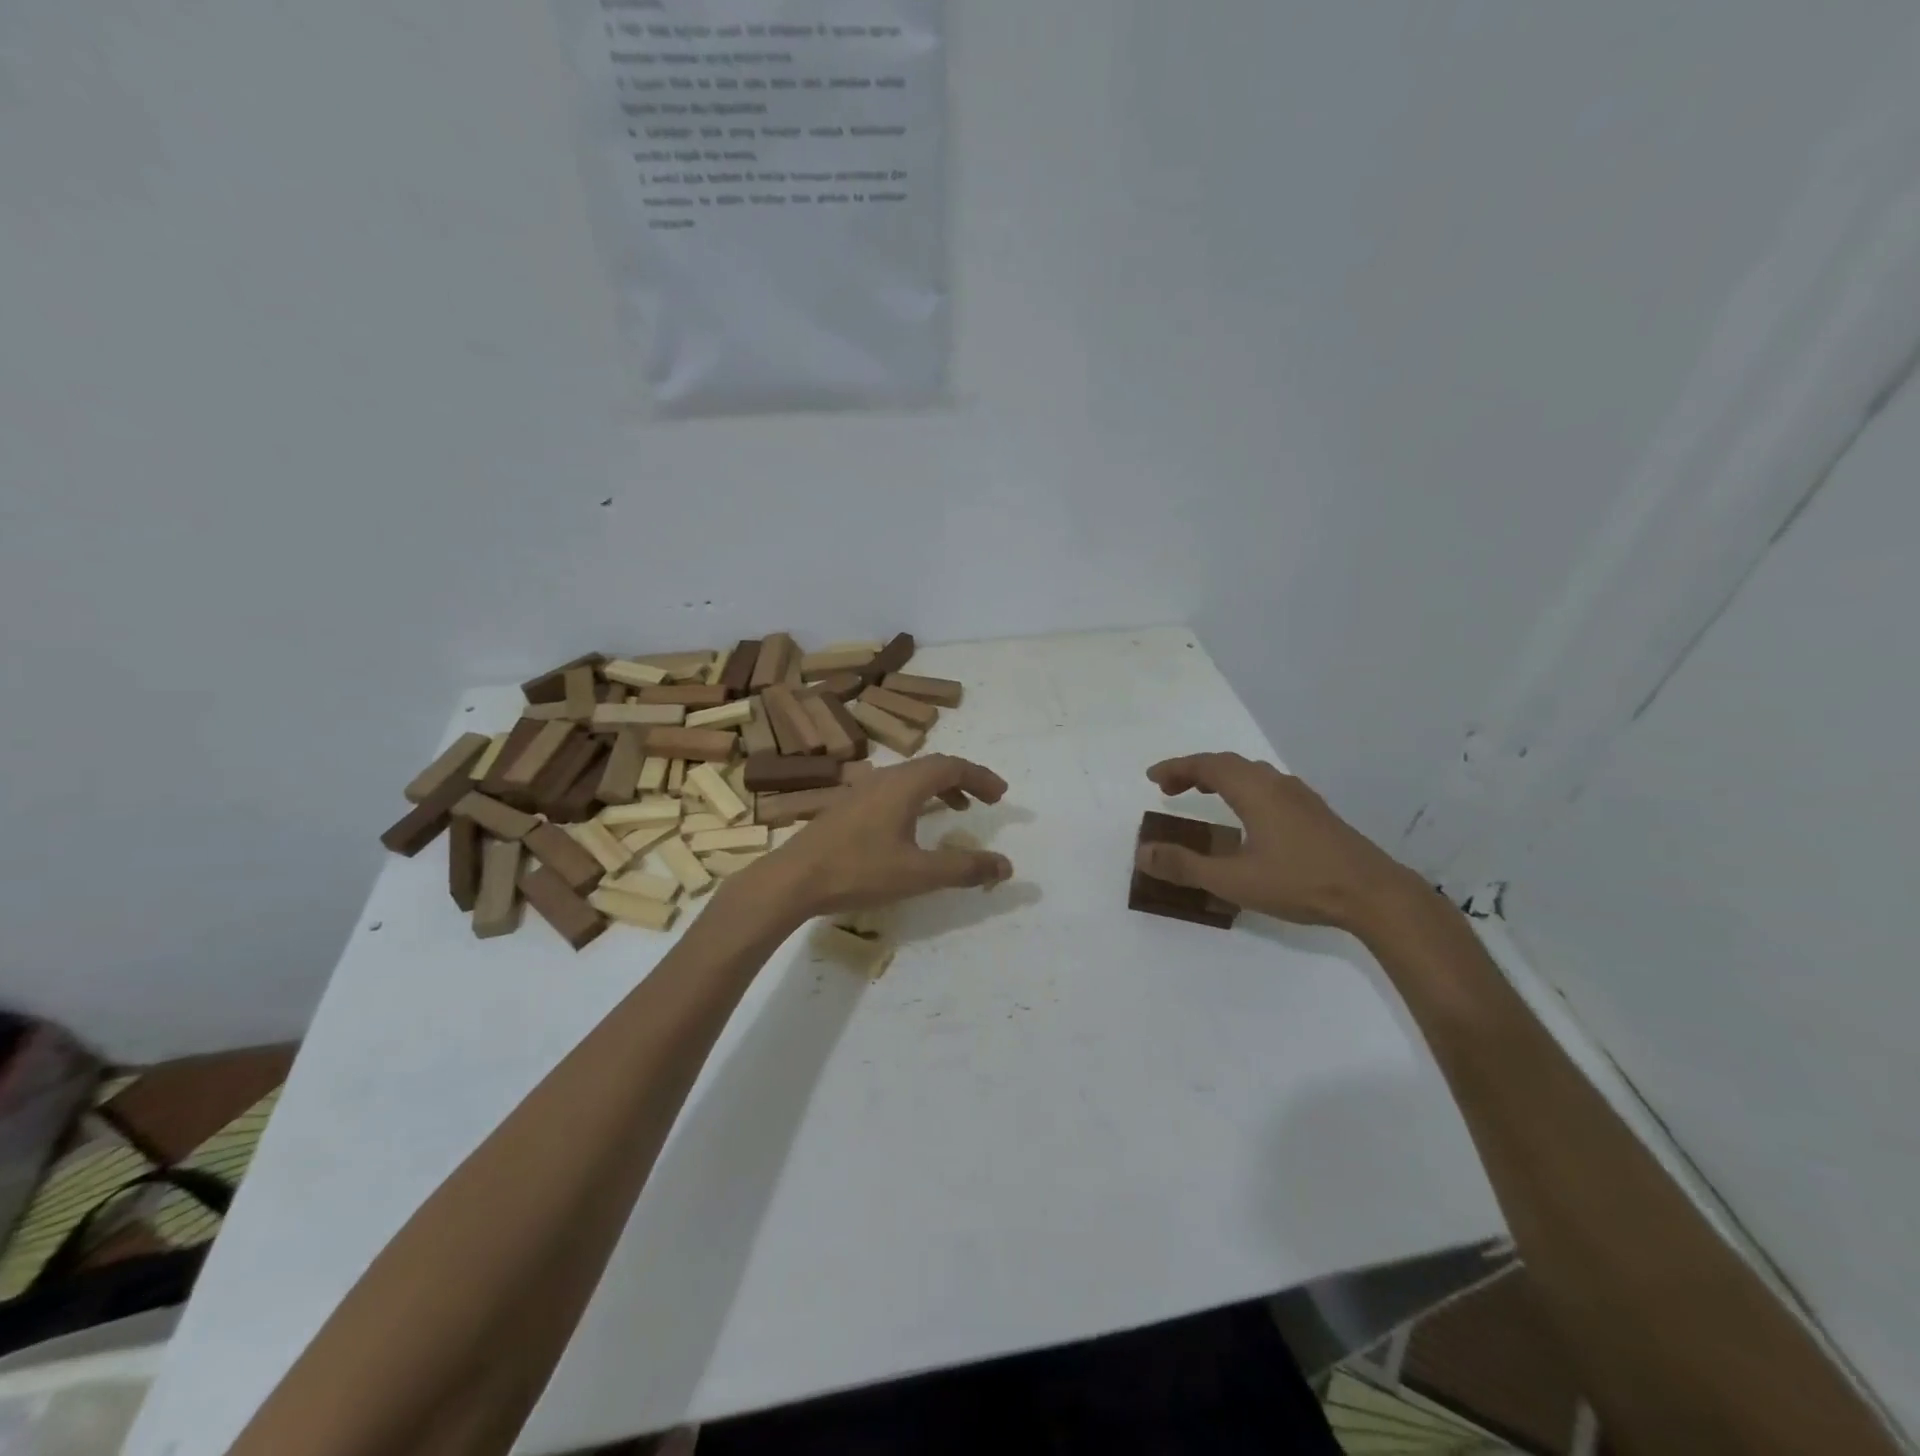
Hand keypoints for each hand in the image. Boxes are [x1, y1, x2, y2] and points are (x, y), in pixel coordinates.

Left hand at [750, 754, 1013, 918]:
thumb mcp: (918, 873)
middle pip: (932, 767)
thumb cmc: (858, 871)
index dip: (980, 777)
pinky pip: (893, 790)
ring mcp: (861, 790)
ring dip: (939, 789)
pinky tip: (912, 825)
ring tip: (957, 811)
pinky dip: (917, 798)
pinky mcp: (847, 806)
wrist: (792, 879)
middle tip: (986, 801)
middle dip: (963, 780)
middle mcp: (884, 778)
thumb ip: (964, 868)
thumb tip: (1006, 866)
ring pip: (910, 778)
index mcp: (904, 784)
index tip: (1001, 794)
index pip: (952, 766)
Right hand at [1137, 753, 1422, 932]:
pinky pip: (1267, 786)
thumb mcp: (1233, 880)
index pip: (1207, 765)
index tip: (1152, 778)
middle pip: (1228, 764)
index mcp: (1255, 791)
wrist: (1374, 894)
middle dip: (1194, 771)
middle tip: (1169, 789)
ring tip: (1201, 795)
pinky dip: (1242, 788)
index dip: (1176, 768)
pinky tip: (1246, 815)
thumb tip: (1144, 853)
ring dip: (1220, 778)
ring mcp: (1300, 797)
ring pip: (1251, 773)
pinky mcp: (1315, 813)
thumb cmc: (1300, 882)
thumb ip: (1185, 866)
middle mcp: (1277, 784)